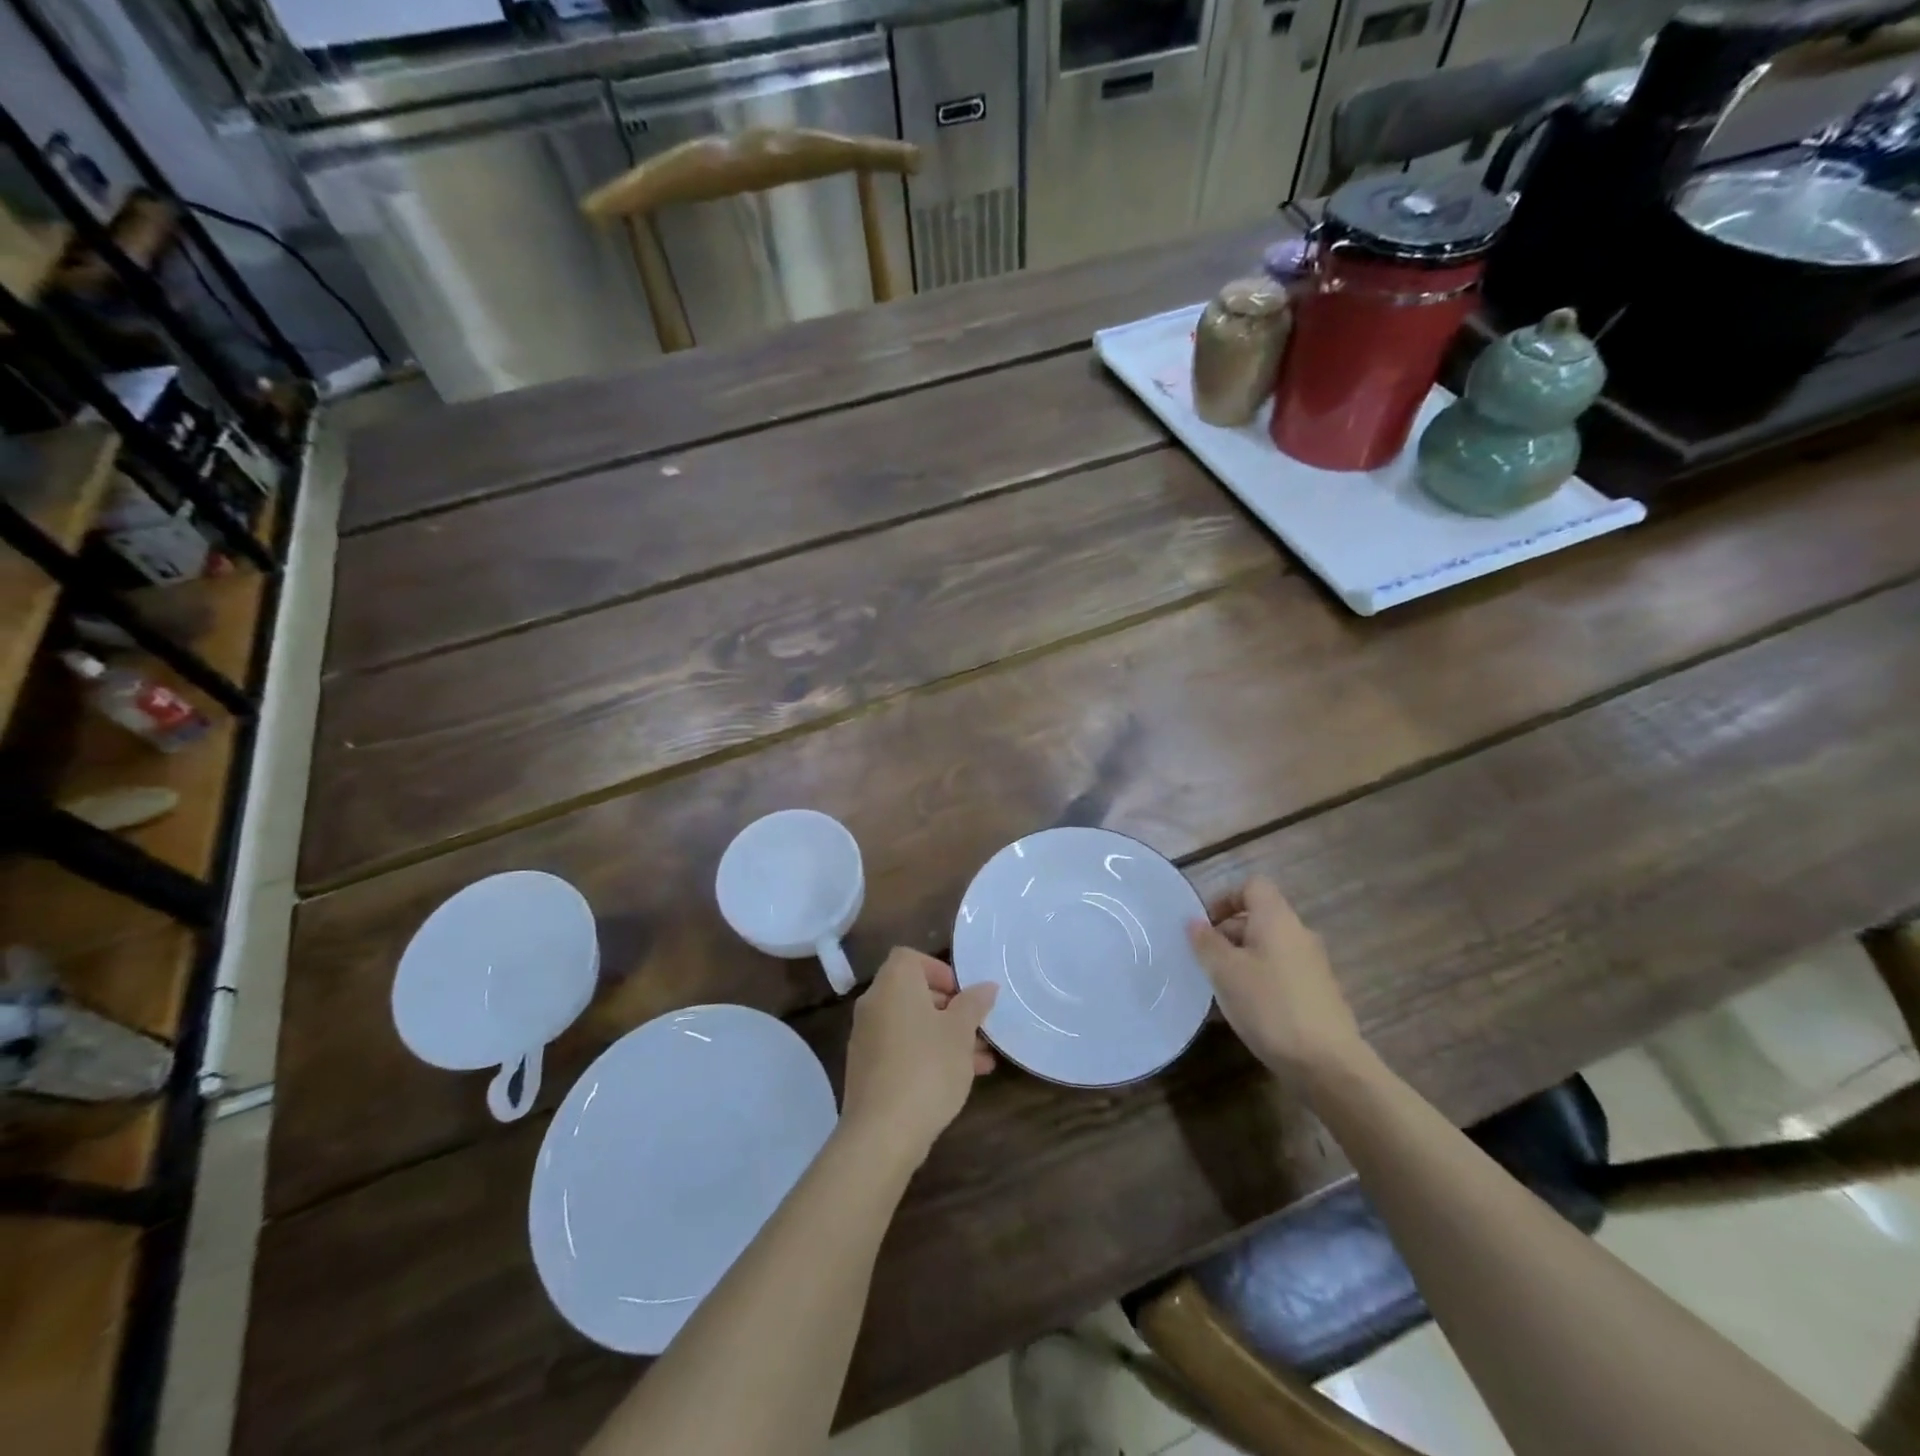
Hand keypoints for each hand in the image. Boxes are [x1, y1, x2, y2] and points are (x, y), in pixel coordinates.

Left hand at [840, 948, 996, 1166]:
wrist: (882, 1132)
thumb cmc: (927, 1068)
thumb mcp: (960, 1033)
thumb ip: (974, 1004)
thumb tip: (986, 986)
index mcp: (893, 984)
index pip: (910, 958)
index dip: (939, 970)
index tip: (963, 994)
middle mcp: (874, 1004)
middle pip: (912, 991)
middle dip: (949, 1007)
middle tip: (976, 1027)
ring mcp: (866, 1037)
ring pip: (911, 1023)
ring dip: (944, 1034)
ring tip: (981, 1059)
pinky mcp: (867, 1068)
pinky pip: (901, 1048)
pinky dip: (926, 1053)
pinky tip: (958, 1078)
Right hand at [1187, 877, 1366, 1080]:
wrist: (1328, 1065)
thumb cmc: (1270, 1006)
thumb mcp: (1225, 972)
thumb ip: (1206, 943)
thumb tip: (1194, 922)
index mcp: (1277, 919)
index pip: (1252, 886)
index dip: (1225, 898)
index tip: (1204, 925)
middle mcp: (1298, 935)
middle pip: (1257, 919)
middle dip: (1226, 936)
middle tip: (1203, 963)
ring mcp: (1311, 966)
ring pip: (1266, 950)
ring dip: (1239, 963)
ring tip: (1217, 992)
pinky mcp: (1317, 995)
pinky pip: (1278, 975)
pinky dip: (1257, 984)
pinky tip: (1241, 1014)